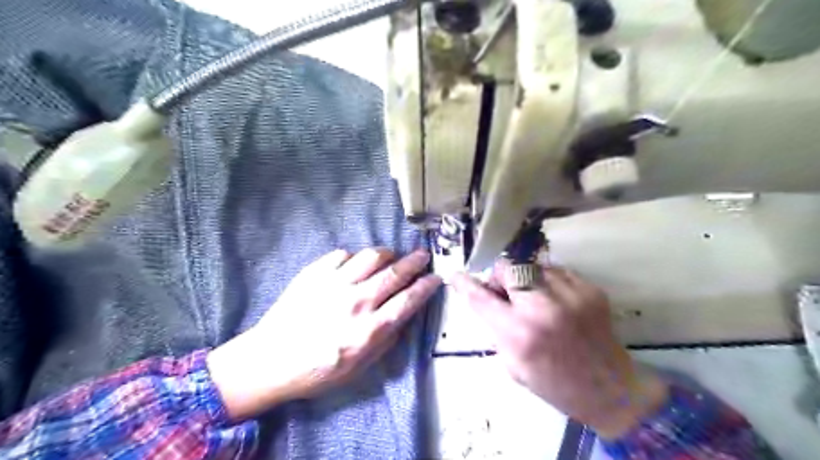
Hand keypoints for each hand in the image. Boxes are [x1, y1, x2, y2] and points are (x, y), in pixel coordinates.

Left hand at [208, 247, 437, 420]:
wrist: (270, 360)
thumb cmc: (318, 370)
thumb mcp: (360, 367)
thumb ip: (386, 339)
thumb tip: (404, 313)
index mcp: (368, 330)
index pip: (408, 301)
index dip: (426, 286)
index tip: (436, 278)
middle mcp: (355, 302)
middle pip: (395, 273)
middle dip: (415, 262)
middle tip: (423, 256)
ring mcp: (333, 284)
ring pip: (371, 256)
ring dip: (388, 254)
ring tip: (391, 257)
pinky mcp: (314, 273)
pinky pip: (343, 254)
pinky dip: (355, 258)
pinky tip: (355, 266)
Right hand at [448, 262, 664, 437]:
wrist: (611, 390)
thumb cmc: (555, 384)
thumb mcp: (513, 365)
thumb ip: (496, 329)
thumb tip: (488, 300)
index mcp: (519, 334)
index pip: (480, 298)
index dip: (464, 284)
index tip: (456, 276)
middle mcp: (542, 308)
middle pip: (507, 268)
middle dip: (499, 277)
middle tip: (505, 292)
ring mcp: (569, 295)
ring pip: (531, 266)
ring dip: (525, 279)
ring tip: (534, 298)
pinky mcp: (589, 289)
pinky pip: (555, 271)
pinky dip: (547, 282)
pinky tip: (554, 300)